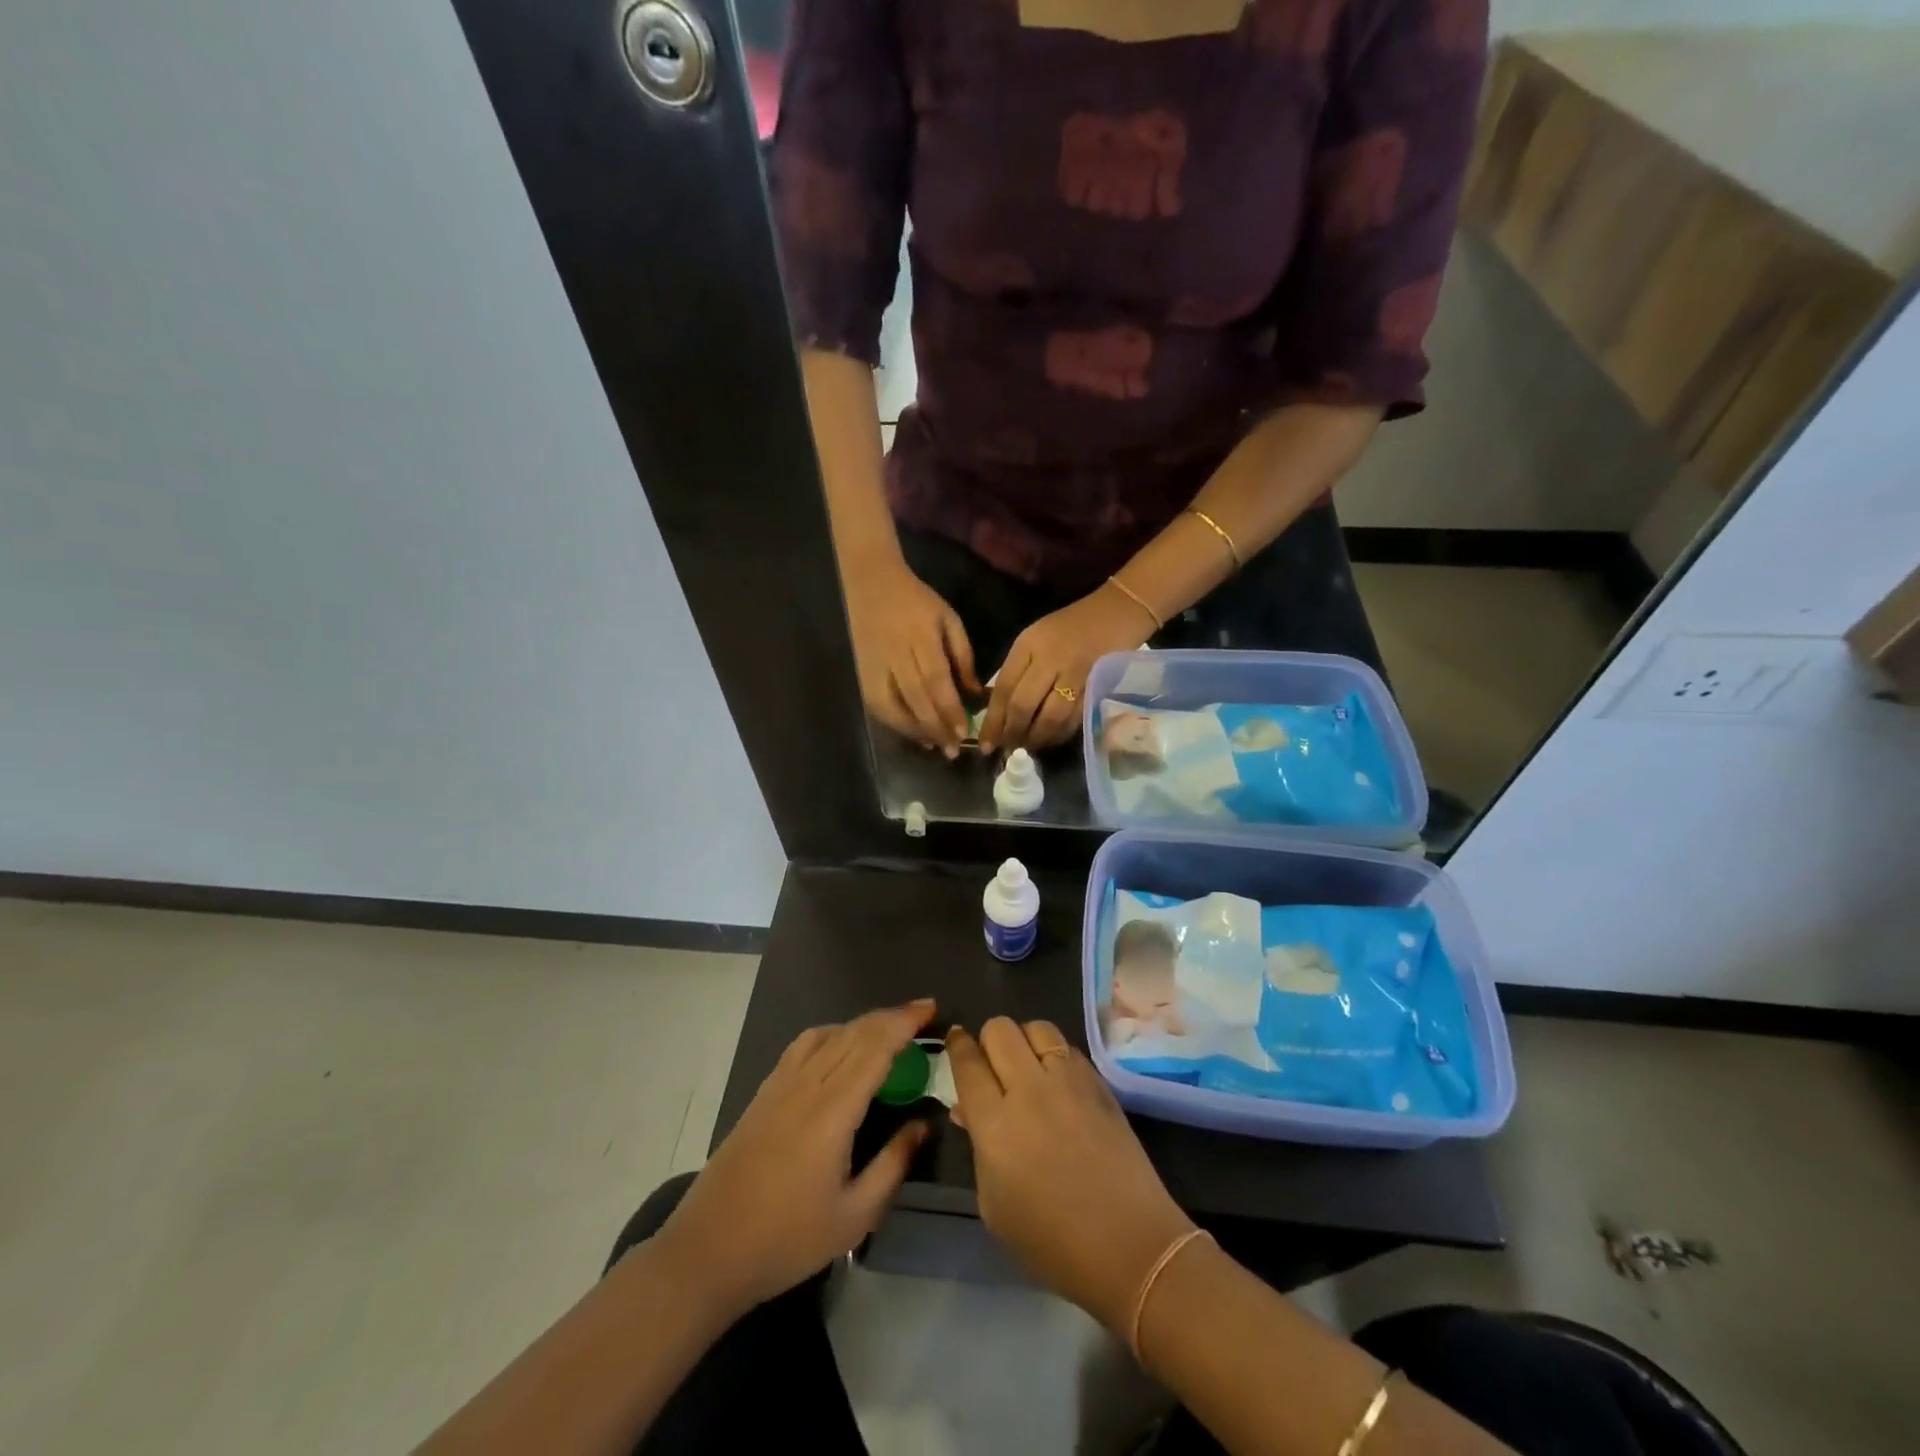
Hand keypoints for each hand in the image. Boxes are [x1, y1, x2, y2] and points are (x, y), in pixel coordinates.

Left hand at [657, 1001, 936, 1317]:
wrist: (708, 1251)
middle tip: (923, 1015)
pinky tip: (842, 1050)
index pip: (875, 1047)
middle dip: (891, 1017)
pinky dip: (833, 1033)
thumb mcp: (855, 1216)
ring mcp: (780, 1084)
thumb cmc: (787, 1239)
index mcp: (832, 1110)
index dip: (905, 1022)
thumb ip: (893, 1163)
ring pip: (828, 1032)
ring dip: (862, 1023)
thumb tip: (923, 1123)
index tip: (931, 1009)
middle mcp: (807, 1084)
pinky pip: (805, 1045)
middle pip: (854, 1032)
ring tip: (888, 1032)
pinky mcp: (764, 1092)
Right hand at [843, 555, 979, 753]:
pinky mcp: (861, 673)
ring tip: (934, 745)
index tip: (965, 732)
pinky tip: (913, 734)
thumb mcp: (948, 619)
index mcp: (921, 636)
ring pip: (892, 705)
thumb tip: (975, 694)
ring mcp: (874, 665)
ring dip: (914, 730)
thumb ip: (962, 656)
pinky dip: (895, 723)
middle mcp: (895, 653)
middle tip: (952, 750)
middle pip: (915, 697)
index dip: (950, 708)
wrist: (872, 583)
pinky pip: (877, 705)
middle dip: (935, 726)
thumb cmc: (917, 602)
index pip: (936, 679)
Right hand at [946, 1019, 1194, 1334]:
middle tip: (992, 1064)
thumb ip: (978, 1148)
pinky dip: (1055, 1054)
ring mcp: (1068, 1081)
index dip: (957, 1046)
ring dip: (1024, 1040)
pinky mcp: (1099, 1082)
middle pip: (1000, 1030)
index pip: (968, 1063)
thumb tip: (968, 1110)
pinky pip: (1067, 1047)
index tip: (955, 1040)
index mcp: (995, 1124)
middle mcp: (1029, 1090)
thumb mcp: (995, 1206)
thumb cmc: (1052, 1242)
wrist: (1129, 1246)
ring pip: (1036, 1027)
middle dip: (988, 1040)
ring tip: (1027, 1065)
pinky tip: (1057, 1080)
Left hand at [982, 585, 1152, 751]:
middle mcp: (1050, 660)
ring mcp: (1075, 675)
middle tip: (1006, 751)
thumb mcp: (1033, 639)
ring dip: (1036, 739)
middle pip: (1024, 706)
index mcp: (1029, 645)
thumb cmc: (1067, 627)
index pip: (1004, 689)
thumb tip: (999, 712)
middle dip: (1012, 734)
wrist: (1115, 613)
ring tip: (1027, 749)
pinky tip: (1050, 741)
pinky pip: (1074, 719)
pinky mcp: (1096, 688)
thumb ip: (1016, 671)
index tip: (985, 744)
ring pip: (1050, 718)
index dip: (993, 721)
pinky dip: (1059, 735)